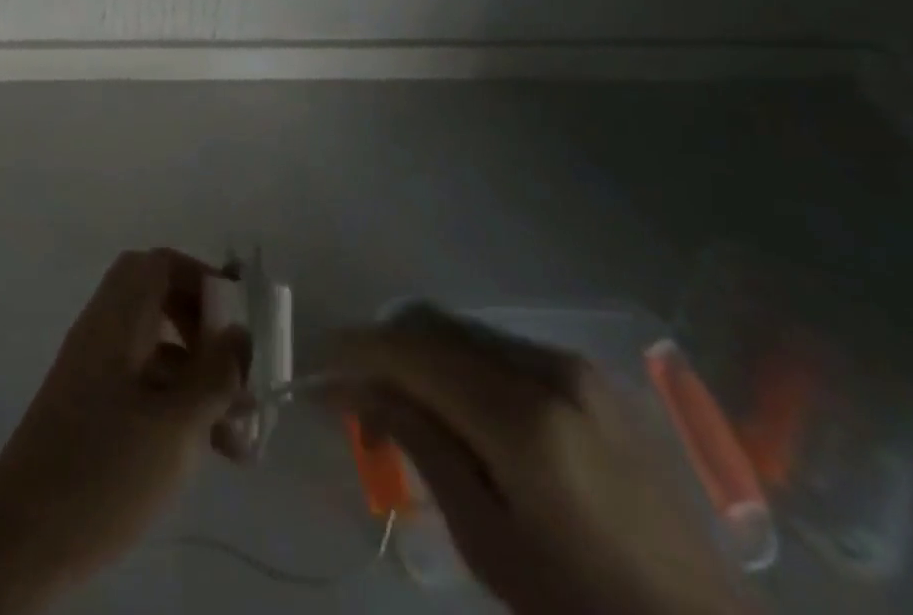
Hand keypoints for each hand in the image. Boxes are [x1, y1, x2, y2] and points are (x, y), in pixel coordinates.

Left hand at [0, 249, 249, 614]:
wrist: (21, 541)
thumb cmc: (104, 471)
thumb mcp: (176, 426)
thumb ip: (214, 375)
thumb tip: (239, 333)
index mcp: (116, 319)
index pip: (159, 265)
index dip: (201, 278)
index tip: (238, 316)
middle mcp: (102, 333)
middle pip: (159, 303)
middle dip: (205, 332)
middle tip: (237, 373)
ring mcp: (93, 372)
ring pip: (156, 352)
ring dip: (199, 381)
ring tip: (240, 438)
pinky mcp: (91, 410)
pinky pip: (143, 386)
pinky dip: (177, 404)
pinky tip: (208, 451)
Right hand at [327, 305, 758, 614]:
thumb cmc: (586, 610)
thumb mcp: (490, 542)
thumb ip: (422, 445)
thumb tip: (361, 386)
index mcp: (522, 415)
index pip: (413, 352)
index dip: (357, 351)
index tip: (319, 365)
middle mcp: (546, 367)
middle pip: (435, 326)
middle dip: (385, 350)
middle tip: (356, 398)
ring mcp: (575, 366)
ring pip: (466, 332)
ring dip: (422, 355)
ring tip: (405, 408)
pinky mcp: (593, 377)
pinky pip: (502, 349)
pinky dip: (462, 363)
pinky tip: (459, 409)